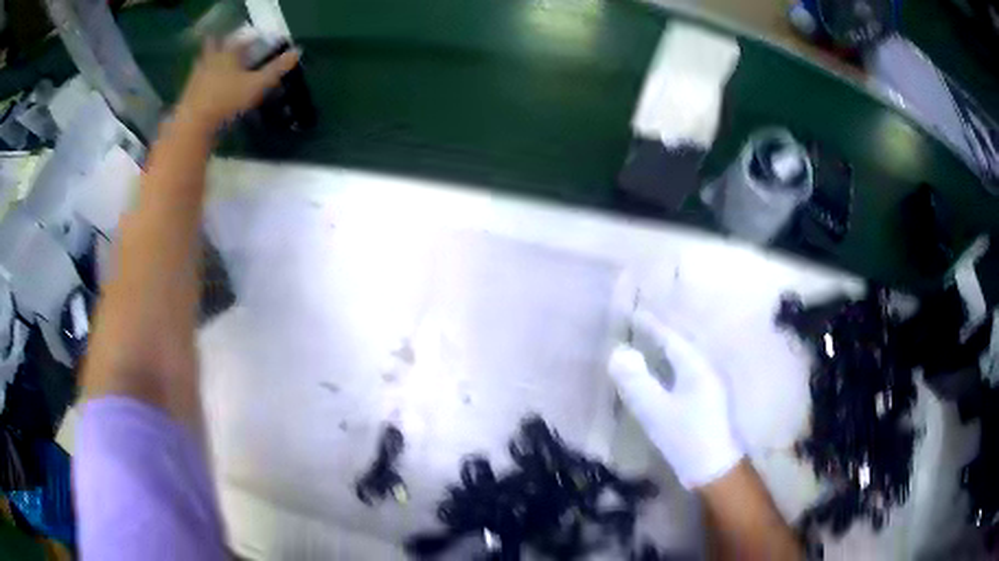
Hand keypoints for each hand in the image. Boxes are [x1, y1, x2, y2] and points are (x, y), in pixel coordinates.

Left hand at [175, 38, 299, 130]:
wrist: (193, 124)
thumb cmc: (227, 100)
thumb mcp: (257, 84)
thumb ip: (276, 69)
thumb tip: (297, 52)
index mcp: (228, 54)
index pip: (240, 40)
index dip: (249, 39)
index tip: (255, 41)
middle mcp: (211, 60)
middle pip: (216, 45)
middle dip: (222, 44)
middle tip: (228, 47)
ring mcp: (196, 77)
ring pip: (203, 62)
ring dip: (209, 61)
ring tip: (216, 66)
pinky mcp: (187, 94)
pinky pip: (196, 81)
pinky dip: (201, 81)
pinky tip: (205, 88)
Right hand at [608, 310, 742, 488]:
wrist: (715, 469)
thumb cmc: (686, 438)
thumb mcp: (656, 411)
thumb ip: (636, 381)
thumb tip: (617, 353)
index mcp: (696, 367)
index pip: (671, 338)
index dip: (651, 326)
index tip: (632, 314)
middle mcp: (708, 369)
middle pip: (682, 343)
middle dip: (661, 332)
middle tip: (639, 324)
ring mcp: (712, 384)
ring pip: (687, 357)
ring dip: (668, 348)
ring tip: (649, 343)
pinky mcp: (710, 399)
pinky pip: (689, 370)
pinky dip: (674, 364)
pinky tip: (665, 373)